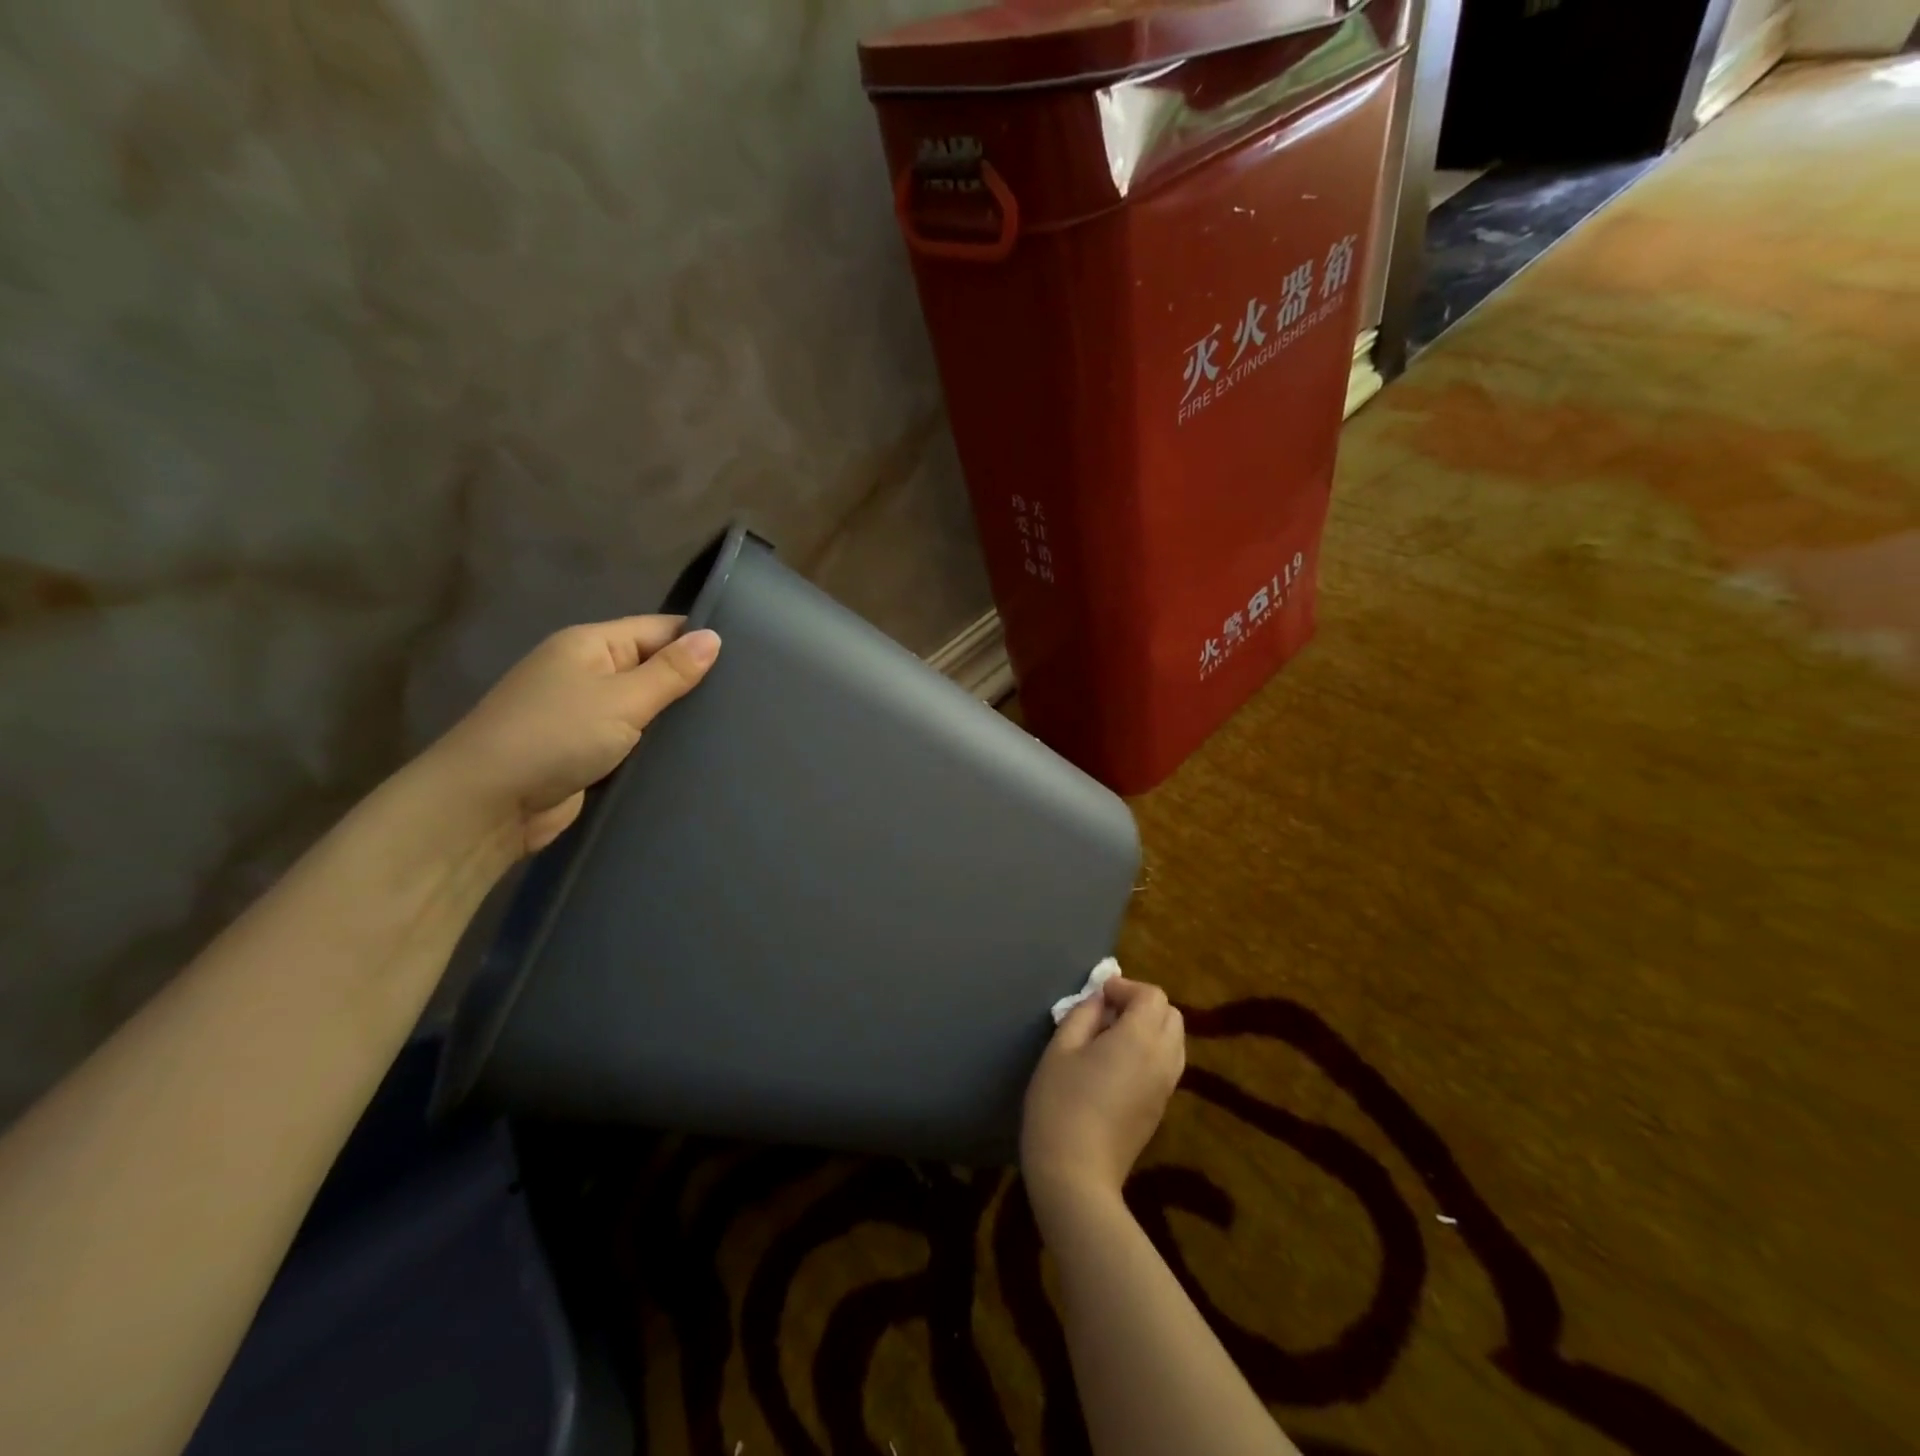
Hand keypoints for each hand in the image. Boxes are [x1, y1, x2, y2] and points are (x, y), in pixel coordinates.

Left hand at [423, 616, 721, 854]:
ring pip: (645, 708)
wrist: (487, 804)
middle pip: (653, 667)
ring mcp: (585, 714)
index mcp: (591, 645)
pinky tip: (695, 755)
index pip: (659, 629)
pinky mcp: (587, 752)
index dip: (699, 640)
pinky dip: (657, 746)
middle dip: (693, 682)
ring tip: (733, 726)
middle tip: (748, 697)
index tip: (749, 658)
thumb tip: (714, 637)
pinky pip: (633, 740)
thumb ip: (671, 671)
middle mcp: (588, 672)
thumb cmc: (555, 736)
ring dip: (676, 719)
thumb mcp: (622, 699)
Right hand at [1021, 977, 1184, 1221]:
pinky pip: (1168, 1064)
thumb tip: (1099, 1001)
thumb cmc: (1060, 1104)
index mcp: (1140, 1039)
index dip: (1126, 988)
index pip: (1152, 996)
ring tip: (1112, 1037)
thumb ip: (1082, 1015)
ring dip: (1150, 1028)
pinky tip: (1118, 1065)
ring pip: (1174, 1040)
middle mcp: (1163, 1059)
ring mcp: (1166, 1087)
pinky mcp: (1161, 1108)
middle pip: (1171, 1015)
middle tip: (1107, 1013)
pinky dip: (1151, 1051)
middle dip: (1143, 1005)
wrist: (1076, 1176)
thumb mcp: (1060, 1049)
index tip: (1098, 996)